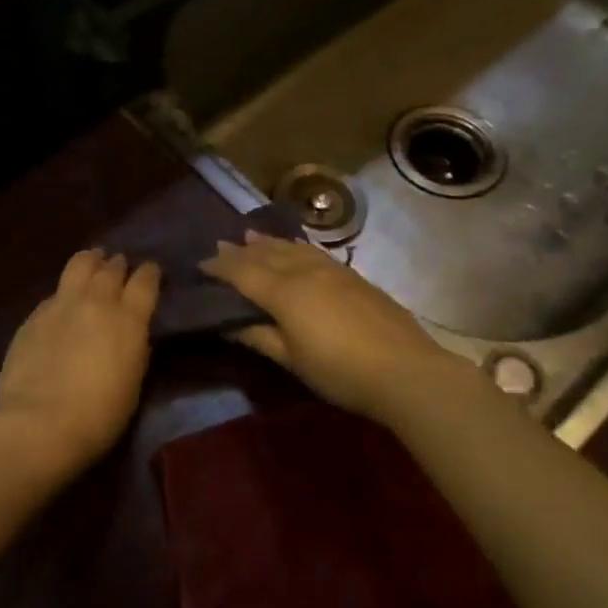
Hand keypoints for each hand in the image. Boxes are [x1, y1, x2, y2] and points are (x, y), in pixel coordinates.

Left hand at [0, 249, 160, 481]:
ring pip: (79, 265)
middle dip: (118, 264)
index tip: (151, 271)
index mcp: (129, 319)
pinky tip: (63, 301)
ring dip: (90, 261)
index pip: (145, 281)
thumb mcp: (133, 382)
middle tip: (119, 266)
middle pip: (111, 268)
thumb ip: (134, 348)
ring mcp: (61, 304)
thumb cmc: (99, 416)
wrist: (40, 424)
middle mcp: (97, 301)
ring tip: (93, 261)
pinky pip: (54, 293)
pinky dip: (64, 292)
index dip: (150, 272)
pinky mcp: (34, 316)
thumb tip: (133, 333)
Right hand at [200, 232, 457, 421]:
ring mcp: (333, 270)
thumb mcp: (292, 360)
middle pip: (266, 254)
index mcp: (284, 292)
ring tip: (251, 235)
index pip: (243, 272)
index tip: (201, 264)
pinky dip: (295, 246)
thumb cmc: (340, 371)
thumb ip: (259, 337)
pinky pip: (314, 252)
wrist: (406, 370)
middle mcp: (305, 271)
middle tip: (220, 245)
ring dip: (268, 242)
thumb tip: (229, 323)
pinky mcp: (354, 277)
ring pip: (292, 248)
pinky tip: (295, 248)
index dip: (220, 267)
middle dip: (241, 250)